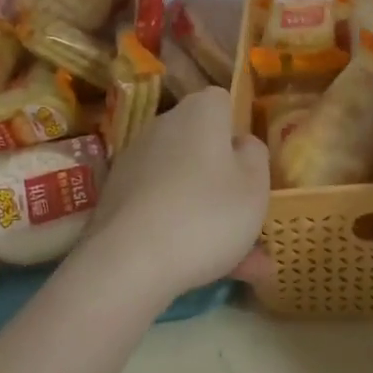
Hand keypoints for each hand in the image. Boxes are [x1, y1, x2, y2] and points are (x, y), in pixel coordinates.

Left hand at [79, 87, 269, 305]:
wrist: (128, 261)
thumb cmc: (206, 215)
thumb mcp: (255, 187)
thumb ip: (255, 157)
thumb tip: (241, 143)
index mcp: (199, 112)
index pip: (222, 102)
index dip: (239, 130)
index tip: (250, 164)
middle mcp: (163, 126)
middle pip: (201, 144)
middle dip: (225, 179)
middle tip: (249, 220)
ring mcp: (135, 160)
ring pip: (185, 183)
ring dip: (208, 213)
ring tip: (241, 266)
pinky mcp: (117, 195)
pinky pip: (162, 206)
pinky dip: (181, 230)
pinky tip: (203, 271)